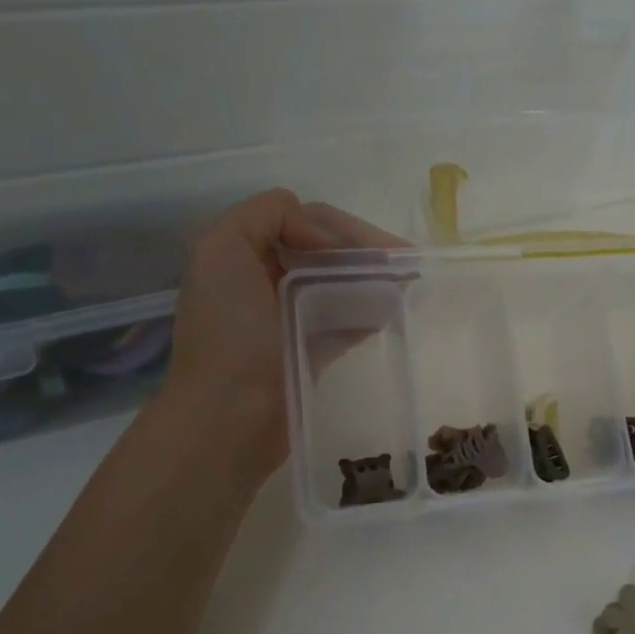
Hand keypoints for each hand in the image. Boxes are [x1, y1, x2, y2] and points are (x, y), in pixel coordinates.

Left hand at [158, 191, 401, 456]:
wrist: (229, 418)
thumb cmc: (230, 334)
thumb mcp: (223, 250)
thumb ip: (262, 215)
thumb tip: (319, 233)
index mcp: (240, 254)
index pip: (302, 220)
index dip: (339, 228)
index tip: (373, 251)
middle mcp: (263, 280)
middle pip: (325, 250)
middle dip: (365, 251)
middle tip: (408, 263)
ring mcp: (288, 318)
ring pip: (339, 283)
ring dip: (373, 278)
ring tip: (411, 283)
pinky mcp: (309, 351)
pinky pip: (345, 319)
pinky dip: (370, 309)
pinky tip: (397, 309)